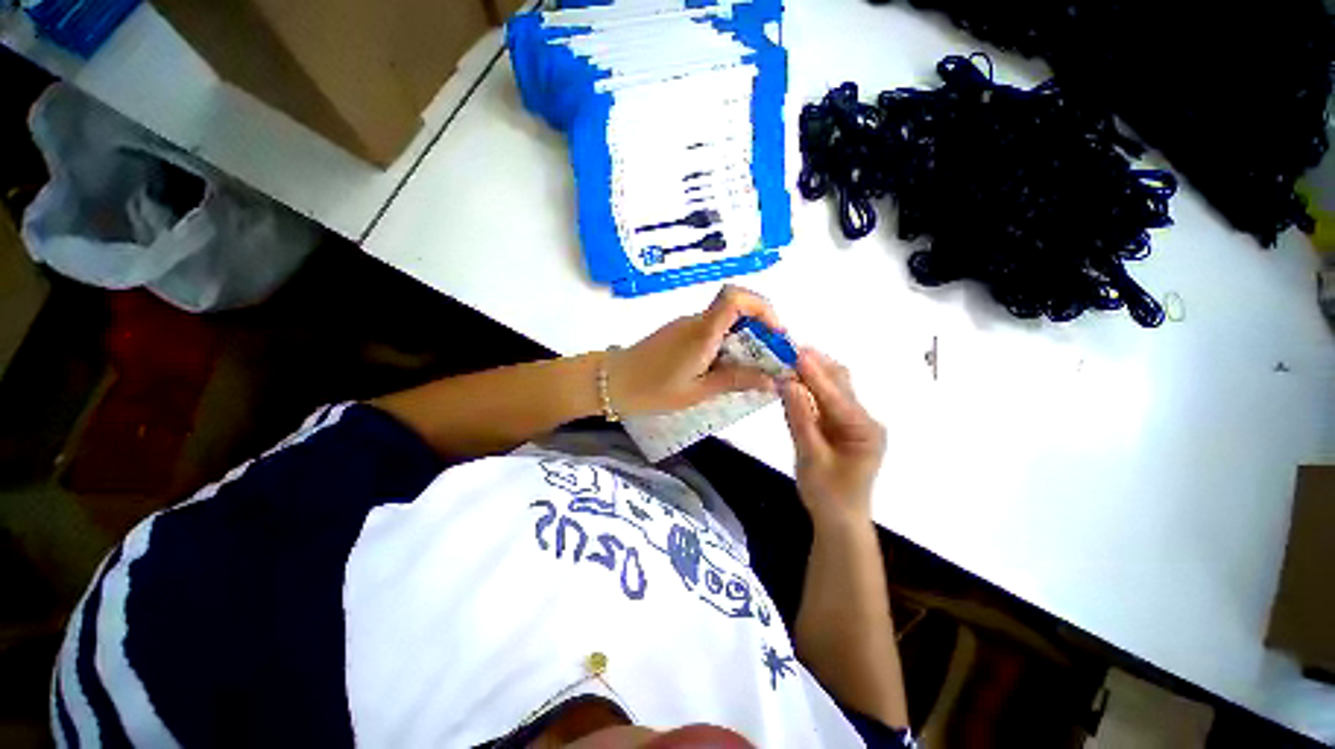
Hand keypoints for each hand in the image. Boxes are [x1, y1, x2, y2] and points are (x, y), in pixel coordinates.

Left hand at [611, 286, 782, 415]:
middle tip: (770, 359)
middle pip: (736, 309)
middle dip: (760, 329)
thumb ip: (734, 382)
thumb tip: (771, 380)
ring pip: (725, 322)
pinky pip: (711, 331)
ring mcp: (686, 326)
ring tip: (752, 370)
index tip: (776, 333)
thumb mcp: (697, 392)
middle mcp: (696, 322)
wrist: (611, 382)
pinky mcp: (679, 333)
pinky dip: (726, 345)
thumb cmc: (652, 390)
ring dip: (744, 340)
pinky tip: (725, 370)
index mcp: (702, 333)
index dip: (762, 307)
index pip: (735, 297)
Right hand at [780, 349, 885, 530]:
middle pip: (840, 383)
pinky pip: (825, 399)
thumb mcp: (811, 458)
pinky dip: (810, 387)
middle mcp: (864, 419)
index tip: (794, 351)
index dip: (814, 371)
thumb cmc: (828, 495)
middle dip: (814, 364)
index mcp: (864, 429)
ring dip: (812, 372)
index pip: (836, 394)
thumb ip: (800, 419)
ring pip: (834, 387)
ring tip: (787, 358)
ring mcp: (853, 421)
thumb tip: (788, 383)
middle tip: (786, 349)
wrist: (839, 519)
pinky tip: (794, 379)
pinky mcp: (841, 424)